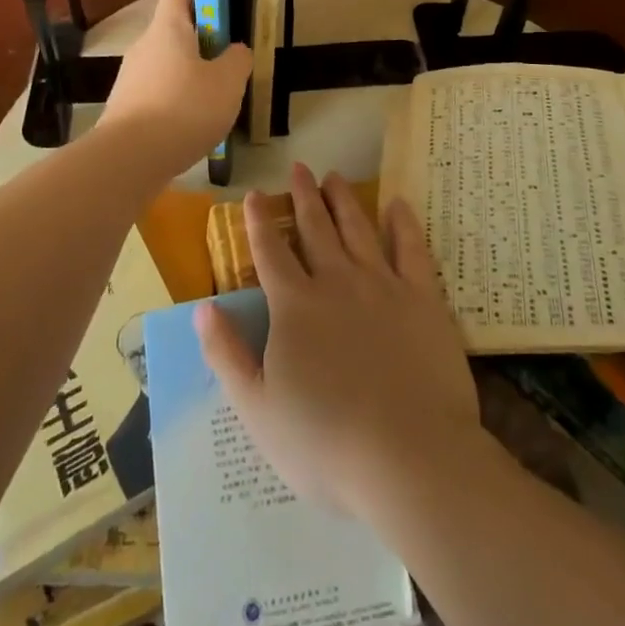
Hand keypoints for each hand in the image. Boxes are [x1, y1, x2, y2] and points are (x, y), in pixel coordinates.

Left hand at [98, 0, 251, 172]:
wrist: (127, 160)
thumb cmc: (183, 108)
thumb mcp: (227, 82)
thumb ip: (237, 60)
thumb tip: (234, 51)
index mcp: (169, 27)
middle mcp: (146, 44)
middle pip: (176, 23)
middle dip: (202, 24)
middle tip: (230, 32)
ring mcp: (133, 75)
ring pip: (170, 57)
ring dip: (193, 61)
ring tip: (221, 82)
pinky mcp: (129, 104)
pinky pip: (162, 85)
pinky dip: (181, 89)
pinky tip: (198, 114)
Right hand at [197, 165, 479, 518]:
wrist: (410, 458)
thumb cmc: (326, 443)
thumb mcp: (257, 409)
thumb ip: (226, 355)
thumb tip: (202, 309)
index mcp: (294, 306)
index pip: (269, 251)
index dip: (259, 221)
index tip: (254, 194)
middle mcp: (336, 281)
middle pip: (315, 227)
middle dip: (303, 196)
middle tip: (299, 167)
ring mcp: (382, 285)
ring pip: (358, 228)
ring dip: (344, 199)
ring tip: (335, 176)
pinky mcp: (422, 299)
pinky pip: (411, 249)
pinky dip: (403, 223)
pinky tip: (397, 204)